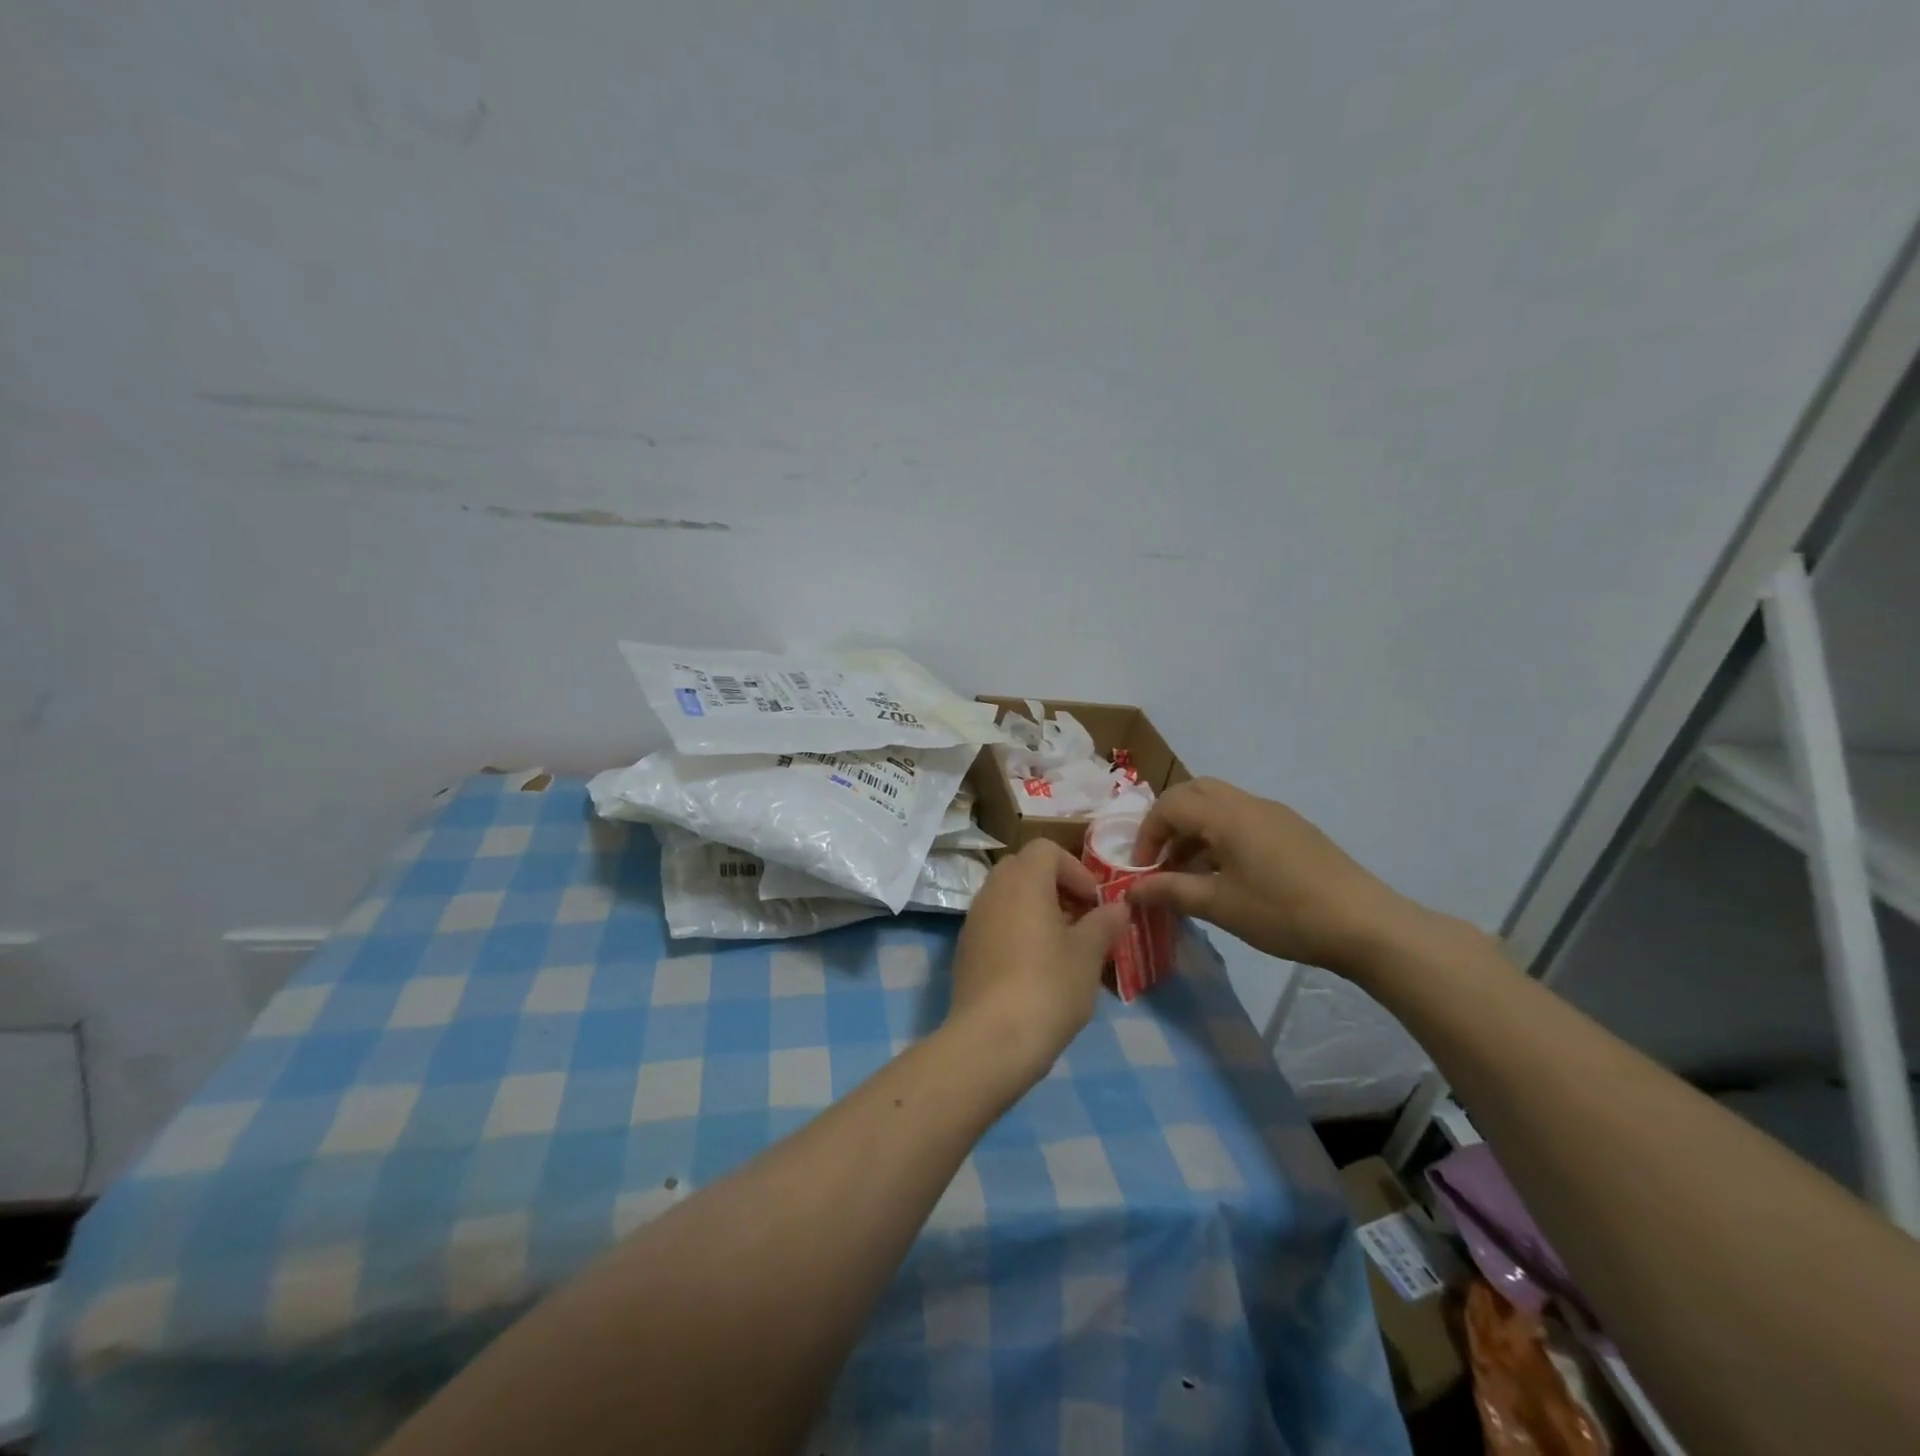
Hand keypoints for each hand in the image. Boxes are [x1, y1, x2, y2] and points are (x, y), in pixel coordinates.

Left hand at [945, 841, 1130, 1085]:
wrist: (992, 1039)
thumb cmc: (1048, 986)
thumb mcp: (1088, 954)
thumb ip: (1104, 924)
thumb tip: (1119, 908)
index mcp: (1023, 881)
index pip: (1046, 849)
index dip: (1075, 868)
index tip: (1093, 901)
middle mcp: (992, 891)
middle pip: (1022, 868)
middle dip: (1053, 885)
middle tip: (1078, 918)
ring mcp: (973, 921)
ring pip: (1006, 896)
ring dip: (1034, 908)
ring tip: (1060, 946)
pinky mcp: (965, 950)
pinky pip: (993, 923)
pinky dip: (1015, 930)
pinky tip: (1033, 968)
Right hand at [1128, 778, 1415, 974]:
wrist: (1365, 925)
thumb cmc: (1284, 913)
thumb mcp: (1220, 906)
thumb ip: (1170, 891)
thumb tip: (1130, 890)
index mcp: (1227, 815)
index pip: (1169, 806)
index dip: (1146, 835)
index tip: (1142, 871)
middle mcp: (1249, 803)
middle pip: (1194, 792)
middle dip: (1168, 821)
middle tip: (1160, 858)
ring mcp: (1275, 814)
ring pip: (1219, 804)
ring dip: (1195, 829)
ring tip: (1189, 872)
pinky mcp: (1293, 829)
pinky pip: (1243, 818)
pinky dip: (1220, 835)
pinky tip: (1227, 874)